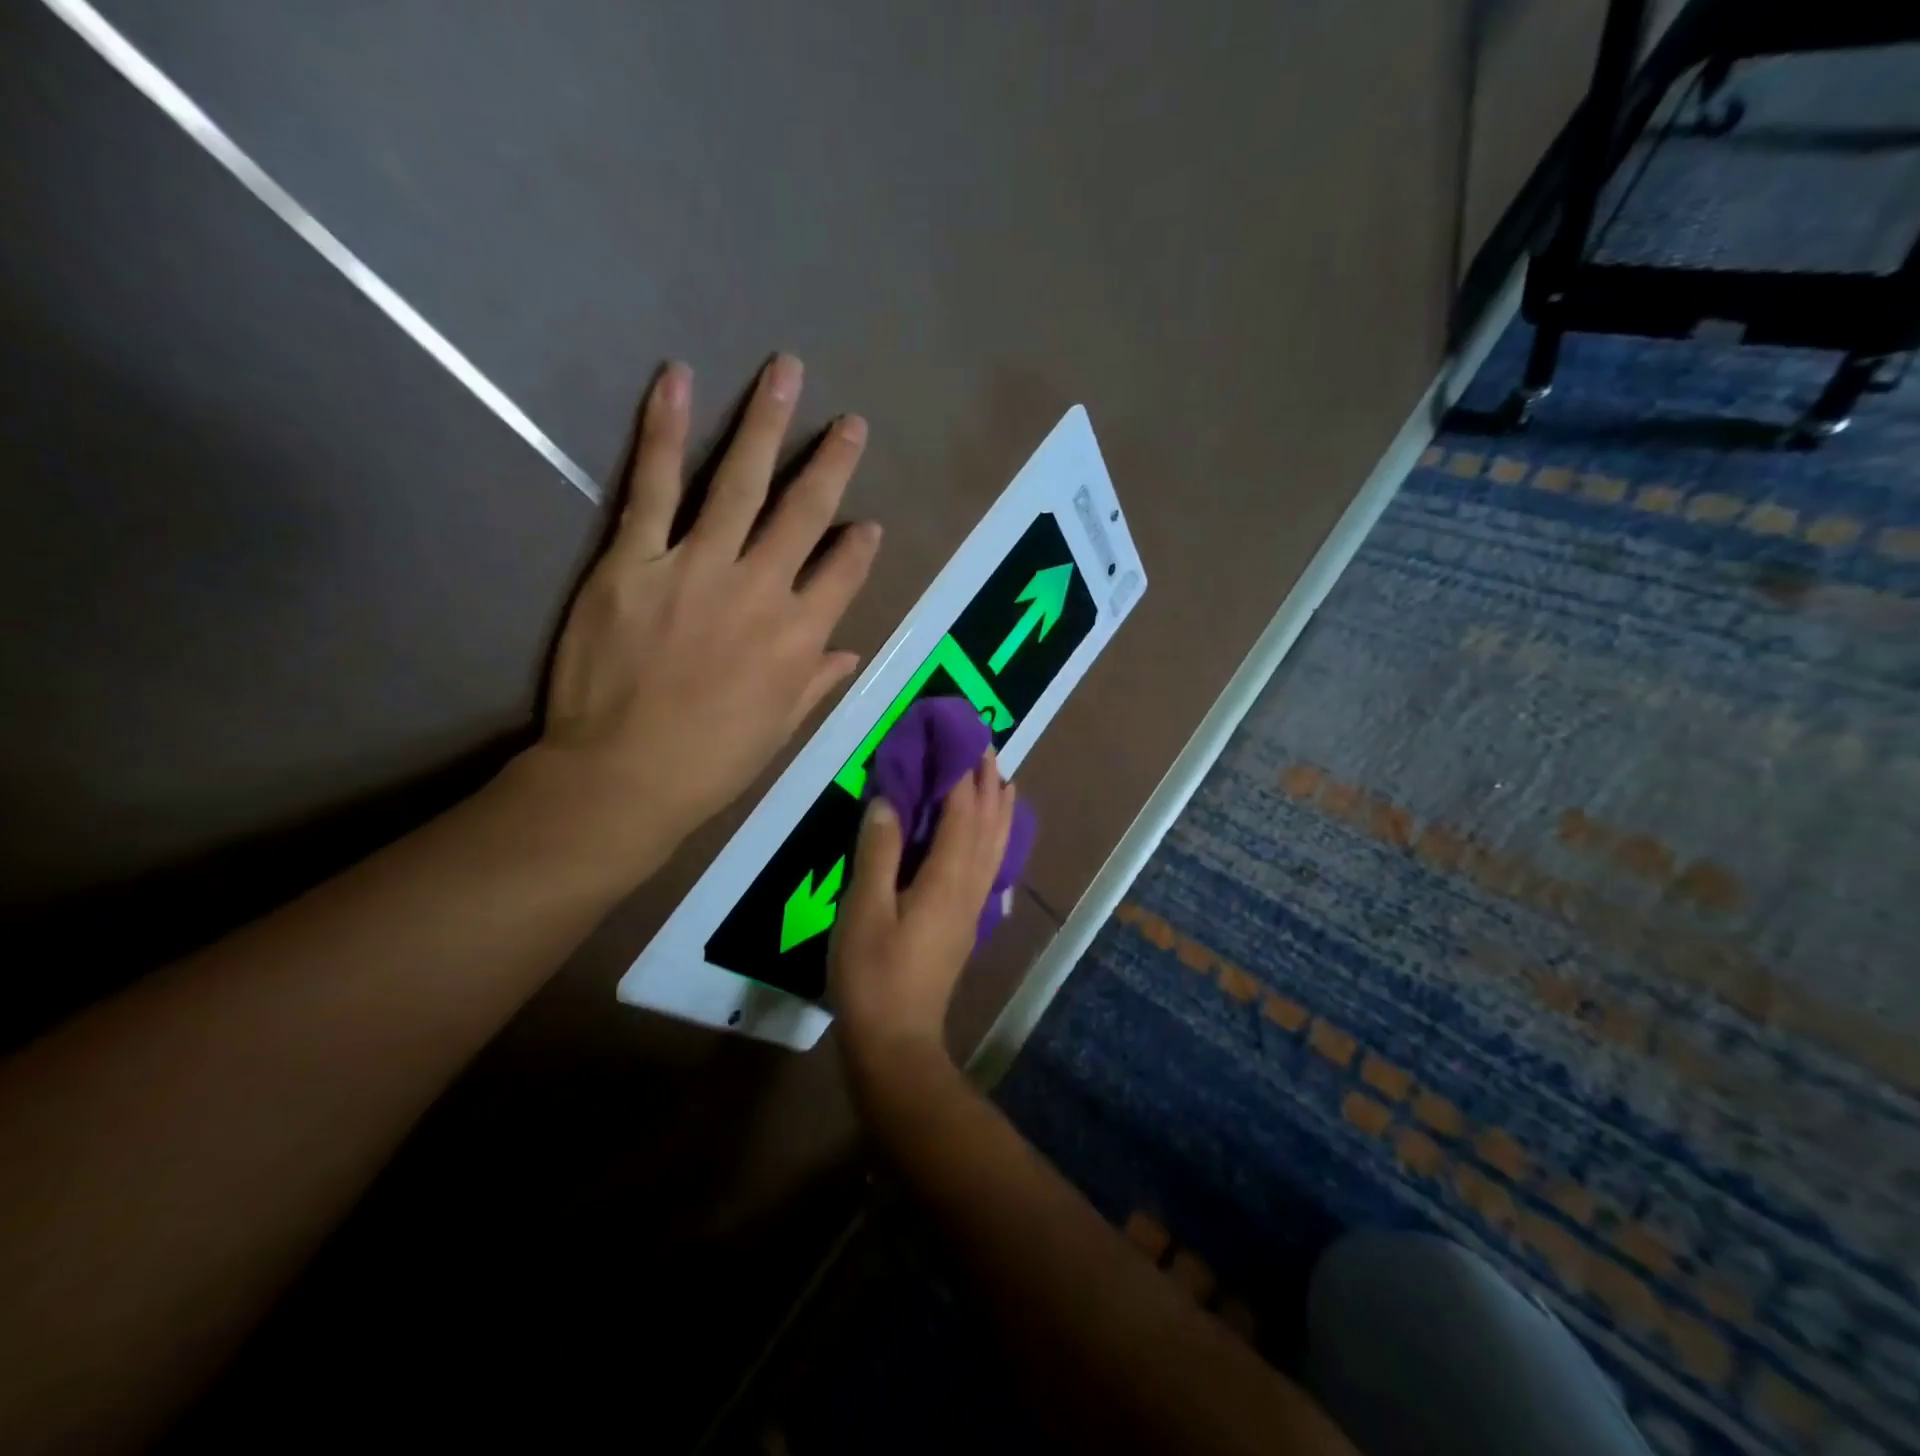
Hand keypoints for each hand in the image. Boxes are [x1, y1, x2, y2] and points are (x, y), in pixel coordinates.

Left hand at [525, 354, 881, 880]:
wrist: (623, 776)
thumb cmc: (710, 762)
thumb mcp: (780, 730)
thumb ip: (816, 682)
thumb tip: (850, 651)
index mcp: (800, 636)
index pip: (844, 573)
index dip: (860, 546)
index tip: (869, 524)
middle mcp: (761, 589)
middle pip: (805, 512)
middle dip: (832, 464)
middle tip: (851, 423)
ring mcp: (698, 567)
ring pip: (740, 482)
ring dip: (766, 424)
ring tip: (785, 372)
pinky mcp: (633, 560)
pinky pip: (653, 487)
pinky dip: (665, 432)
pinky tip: (678, 382)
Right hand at [830, 752, 1016, 1078]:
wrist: (896, 1041)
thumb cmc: (872, 975)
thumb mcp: (863, 910)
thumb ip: (878, 851)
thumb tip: (888, 800)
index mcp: (947, 877)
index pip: (962, 810)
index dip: (961, 771)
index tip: (957, 735)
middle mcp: (970, 885)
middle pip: (988, 822)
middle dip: (987, 780)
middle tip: (982, 744)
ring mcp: (973, 905)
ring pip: (995, 843)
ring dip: (998, 805)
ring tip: (999, 776)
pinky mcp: (966, 921)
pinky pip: (990, 863)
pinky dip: (995, 836)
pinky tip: (991, 835)